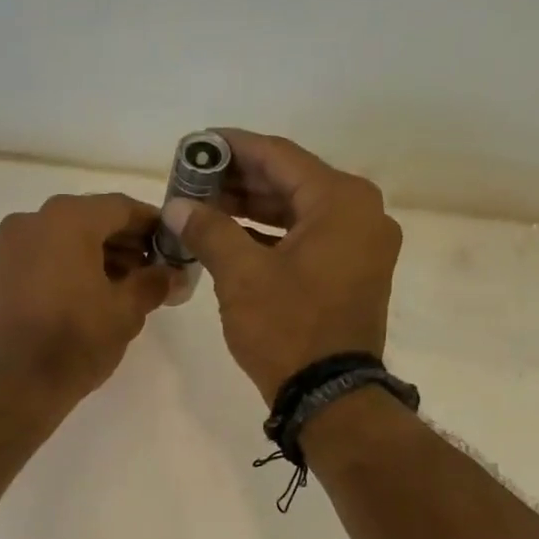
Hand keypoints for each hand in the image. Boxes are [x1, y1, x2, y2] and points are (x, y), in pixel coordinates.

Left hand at [0, 192, 175, 408]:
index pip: (121, 207)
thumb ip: (154, 283)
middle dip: (124, 242)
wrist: (15, 384)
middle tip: (152, 269)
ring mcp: (10, 246)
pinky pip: (43, 257)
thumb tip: (173, 275)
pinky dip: (69, 266)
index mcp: (68, 219)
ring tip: (125, 286)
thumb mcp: (126, 311)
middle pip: (90, 219)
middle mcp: (33, 220)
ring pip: (64, 238)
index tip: (172, 244)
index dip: (152, 224)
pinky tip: (90, 294)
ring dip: (97, 255)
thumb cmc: (76, 340)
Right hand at [163, 131, 402, 401]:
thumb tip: (177, 205)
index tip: (198, 143)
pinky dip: (271, 235)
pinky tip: (232, 236)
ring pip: (298, 211)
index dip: (233, 147)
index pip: (279, 156)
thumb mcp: (241, 275)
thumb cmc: (287, 328)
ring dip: (252, 208)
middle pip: (291, 181)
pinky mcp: (352, 272)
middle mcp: (360, 213)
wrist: (329, 395)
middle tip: (194, 178)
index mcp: (341, 201)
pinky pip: (308, 238)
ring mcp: (361, 245)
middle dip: (239, 180)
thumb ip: (209, 230)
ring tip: (205, 205)